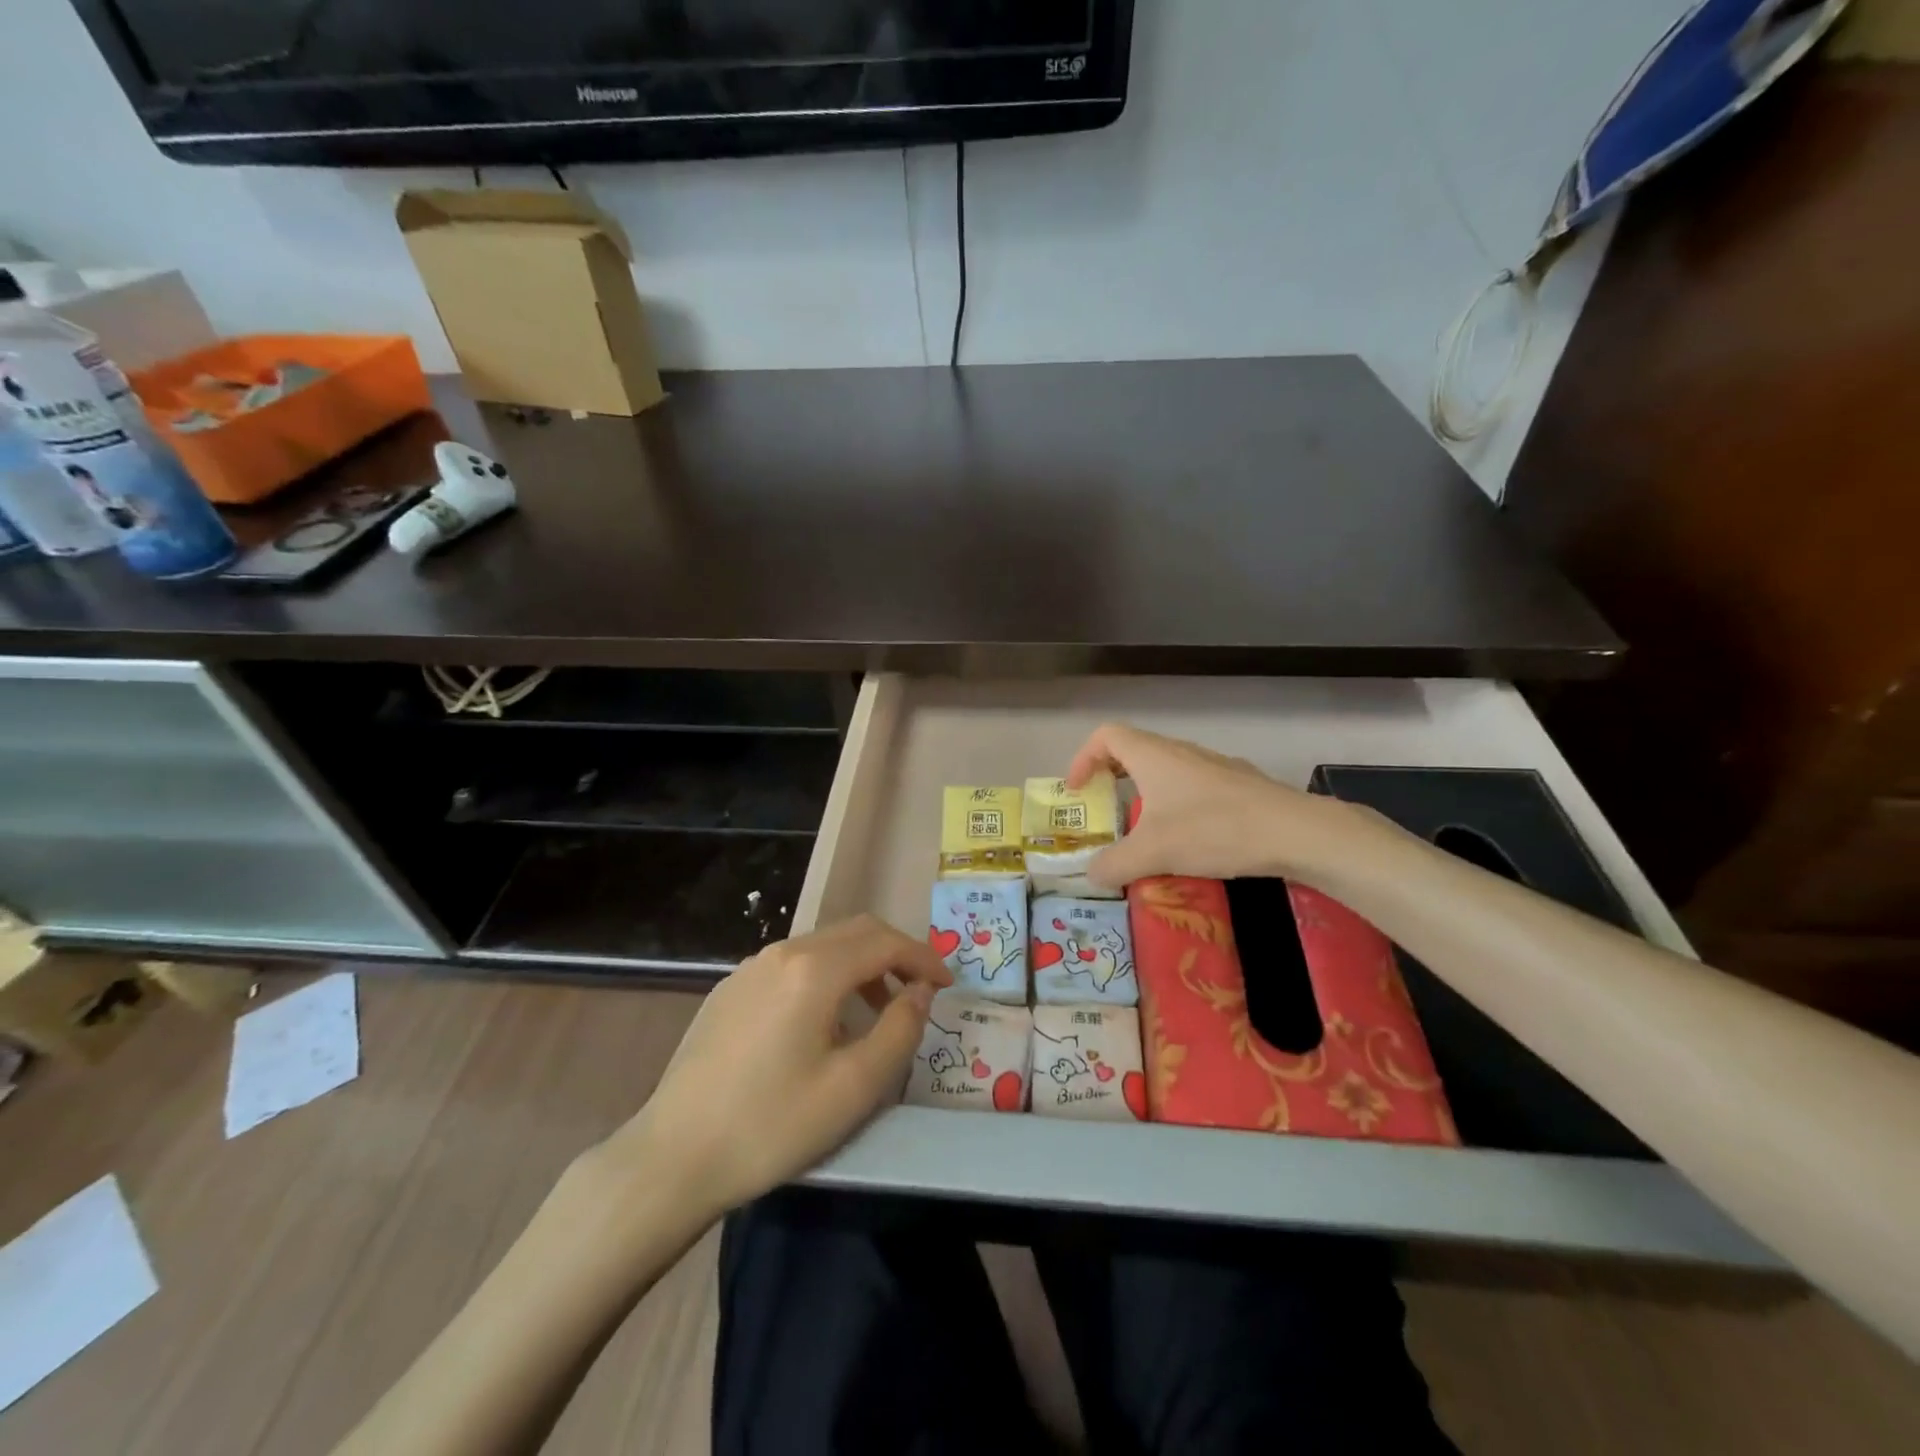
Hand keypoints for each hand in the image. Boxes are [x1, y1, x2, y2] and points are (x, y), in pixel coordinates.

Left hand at [608, 915, 950, 1219]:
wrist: (672, 1158)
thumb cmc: (771, 1125)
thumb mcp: (854, 1088)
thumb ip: (900, 1030)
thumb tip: (920, 992)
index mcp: (814, 969)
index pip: (885, 942)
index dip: (924, 957)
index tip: (947, 985)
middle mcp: (782, 952)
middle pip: (855, 932)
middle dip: (895, 954)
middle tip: (919, 992)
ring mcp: (750, 967)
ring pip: (822, 946)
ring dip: (860, 967)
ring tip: (875, 1013)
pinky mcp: (729, 988)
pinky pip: (792, 965)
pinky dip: (825, 977)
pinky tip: (821, 1023)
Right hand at [1066, 722, 1361, 889]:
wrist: (1295, 831)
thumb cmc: (1213, 830)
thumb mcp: (1153, 853)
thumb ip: (1113, 865)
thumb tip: (1091, 875)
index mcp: (1153, 756)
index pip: (1105, 736)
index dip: (1083, 758)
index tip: (1077, 791)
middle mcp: (1180, 752)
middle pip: (1134, 750)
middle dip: (1110, 776)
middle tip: (1103, 807)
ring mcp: (1213, 765)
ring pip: (1166, 769)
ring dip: (1145, 791)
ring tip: (1144, 829)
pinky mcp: (1238, 784)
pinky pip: (1193, 786)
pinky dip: (1176, 803)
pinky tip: (1190, 839)